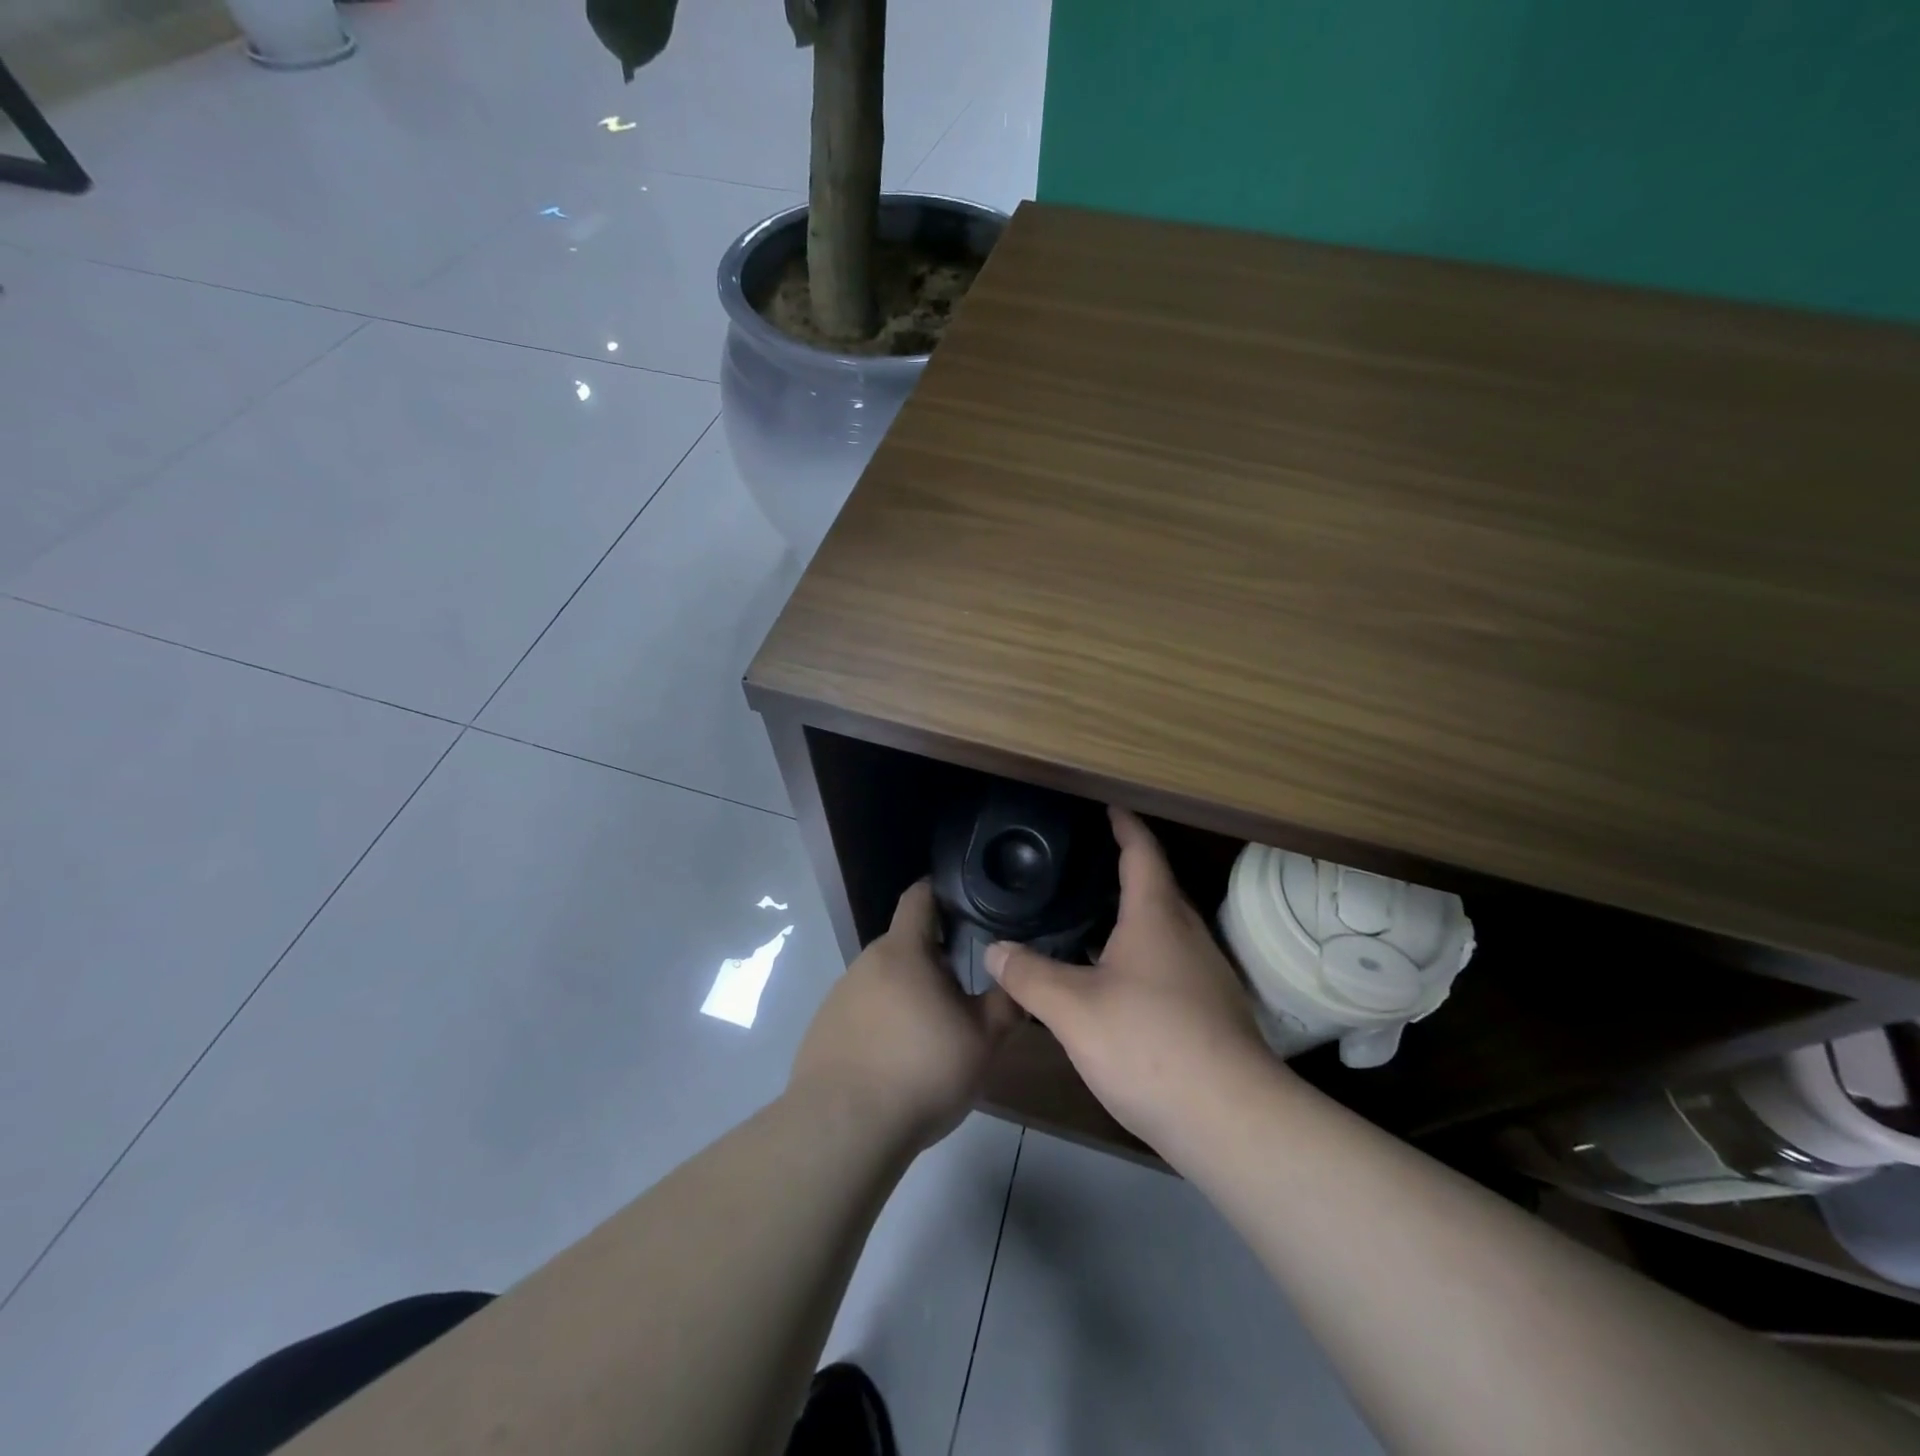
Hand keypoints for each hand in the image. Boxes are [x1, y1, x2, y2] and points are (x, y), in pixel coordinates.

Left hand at [789, 880, 1019, 1151]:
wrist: (842, 1129)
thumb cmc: (920, 1071)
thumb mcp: (982, 1040)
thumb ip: (1006, 1003)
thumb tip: (1018, 978)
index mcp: (903, 950)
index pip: (920, 896)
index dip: (944, 892)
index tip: (969, 905)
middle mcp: (866, 963)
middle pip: (906, 944)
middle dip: (936, 959)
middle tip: (966, 990)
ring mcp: (839, 996)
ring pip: (885, 981)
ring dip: (910, 995)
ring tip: (934, 1034)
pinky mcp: (824, 1030)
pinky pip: (863, 1012)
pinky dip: (884, 1024)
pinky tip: (898, 1063)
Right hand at [985, 808, 1276, 1152]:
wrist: (1231, 1120)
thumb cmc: (1149, 1044)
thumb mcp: (1073, 1009)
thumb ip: (1029, 976)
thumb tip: (994, 950)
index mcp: (1157, 916)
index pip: (1142, 852)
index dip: (1124, 825)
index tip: (1108, 806)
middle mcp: (1187, 935)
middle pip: (1157, 887)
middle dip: (1124, 870)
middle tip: (1083, 865)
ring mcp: (1205, 974)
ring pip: (1164, 929)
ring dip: (1131, 917)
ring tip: (1088, 920)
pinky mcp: (1212, 1011)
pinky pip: (1170, 963)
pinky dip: (1140, 956)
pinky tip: (1114, 982)